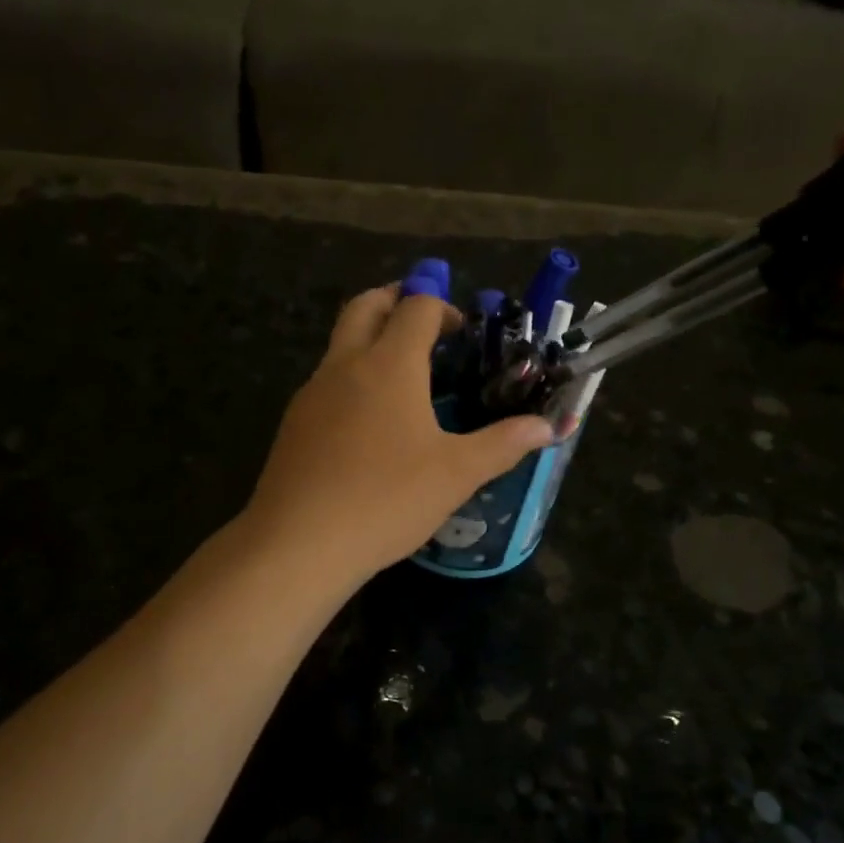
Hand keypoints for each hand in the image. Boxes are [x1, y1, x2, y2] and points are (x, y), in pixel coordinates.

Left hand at [243, 286, 553, 583]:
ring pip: (340, 343)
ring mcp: (312, 393)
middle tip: (424, 324)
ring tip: (404, 379)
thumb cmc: (387, 499)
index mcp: (389, 364)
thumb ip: (504, 443)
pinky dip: (351, 379)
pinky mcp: (294, 423)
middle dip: (396, 300)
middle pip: (366, 305)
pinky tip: (369, 425)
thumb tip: (549, 426)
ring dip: (370, 340)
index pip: (416, 306)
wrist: (299, 542)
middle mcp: (345, 365)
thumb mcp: (456, 473)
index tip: (463, 334)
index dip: (443, 308)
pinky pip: (326, 382)